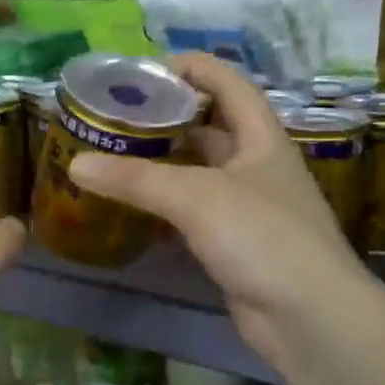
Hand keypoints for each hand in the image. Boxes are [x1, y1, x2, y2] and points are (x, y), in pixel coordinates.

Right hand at [66, 53, 364, 375]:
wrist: (308, 316)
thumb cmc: (262, 237)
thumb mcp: (196, 197)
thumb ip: (136, 179)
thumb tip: (76, 164)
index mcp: (261, 137)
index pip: (228, 83)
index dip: (191, 68)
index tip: (144, 71)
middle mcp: (258, 165)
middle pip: (211, 127)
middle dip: (168, 119)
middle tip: (117, 118)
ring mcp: (249, 207)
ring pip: (200, 173)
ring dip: (164, 165)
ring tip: (116, 158)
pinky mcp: (236, 244)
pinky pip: (195, 213)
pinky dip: (167, 208)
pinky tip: (135, 211)